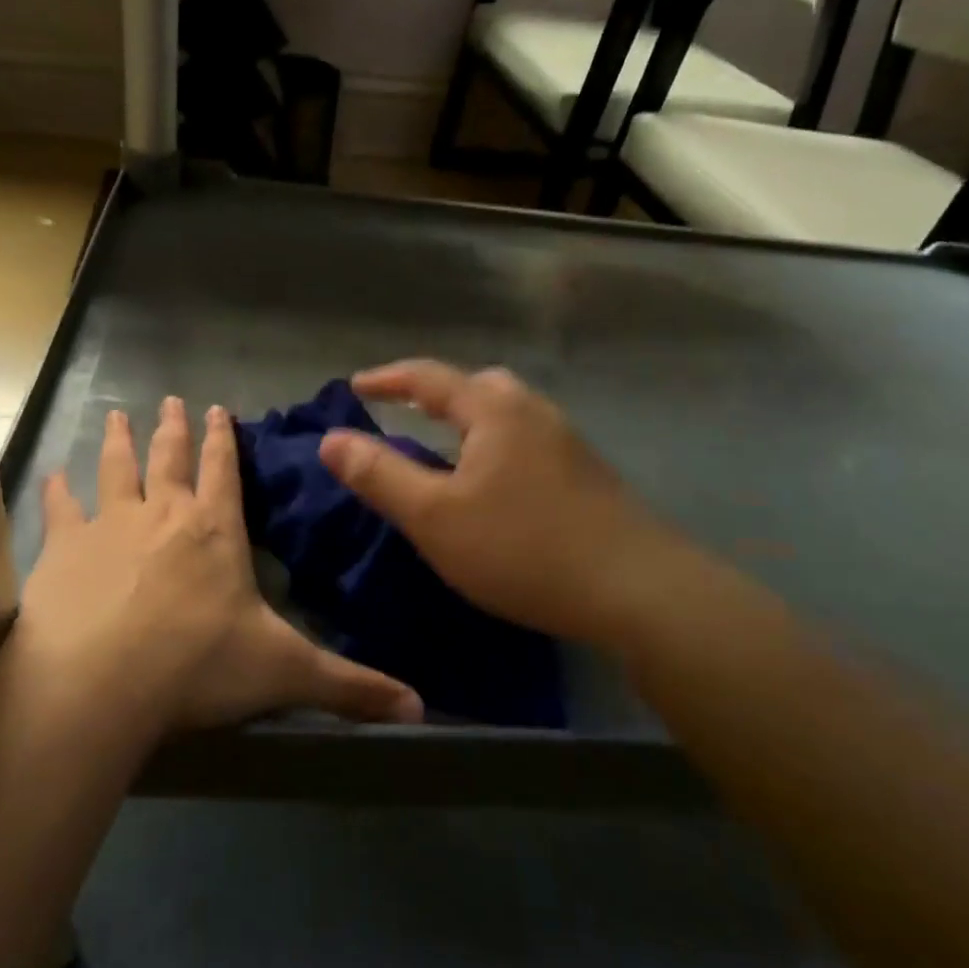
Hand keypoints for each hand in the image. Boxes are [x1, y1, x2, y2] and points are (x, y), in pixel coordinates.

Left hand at [16, 397, 422, 734]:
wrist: (99, 684)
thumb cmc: (197, 667)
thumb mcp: (284, 673)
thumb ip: (349, 686)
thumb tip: (420, 709)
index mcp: (215, 530)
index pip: (224, 470)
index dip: (223, 439)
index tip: (218, 409)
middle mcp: (164, 514)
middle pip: (171, 458)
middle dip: (174, 429)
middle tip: (171, 401)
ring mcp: (110, 525)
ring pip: (117, 468)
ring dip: (119, 441)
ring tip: (117, 416)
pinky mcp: (64, 548)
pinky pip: (62, 508)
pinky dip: (58, 490)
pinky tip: (53, 475)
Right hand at [319, 360, 690, 647]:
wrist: (637, 589)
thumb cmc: (522, 547)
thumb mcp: (434, 517)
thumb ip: (379, 475)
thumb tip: (331, 439)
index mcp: (494, 409)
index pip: (429, 378)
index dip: (387, 379)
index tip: (355, 386)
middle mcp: (533, 410)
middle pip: (476, 385)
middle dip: (435, 393)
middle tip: (405, 411)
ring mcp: (567, 440)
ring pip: (506, 413)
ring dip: (470, 419)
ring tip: (445, 447)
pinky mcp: (587, 472)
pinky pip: (526, 439)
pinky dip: (495, 444)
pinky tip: (494, 482)